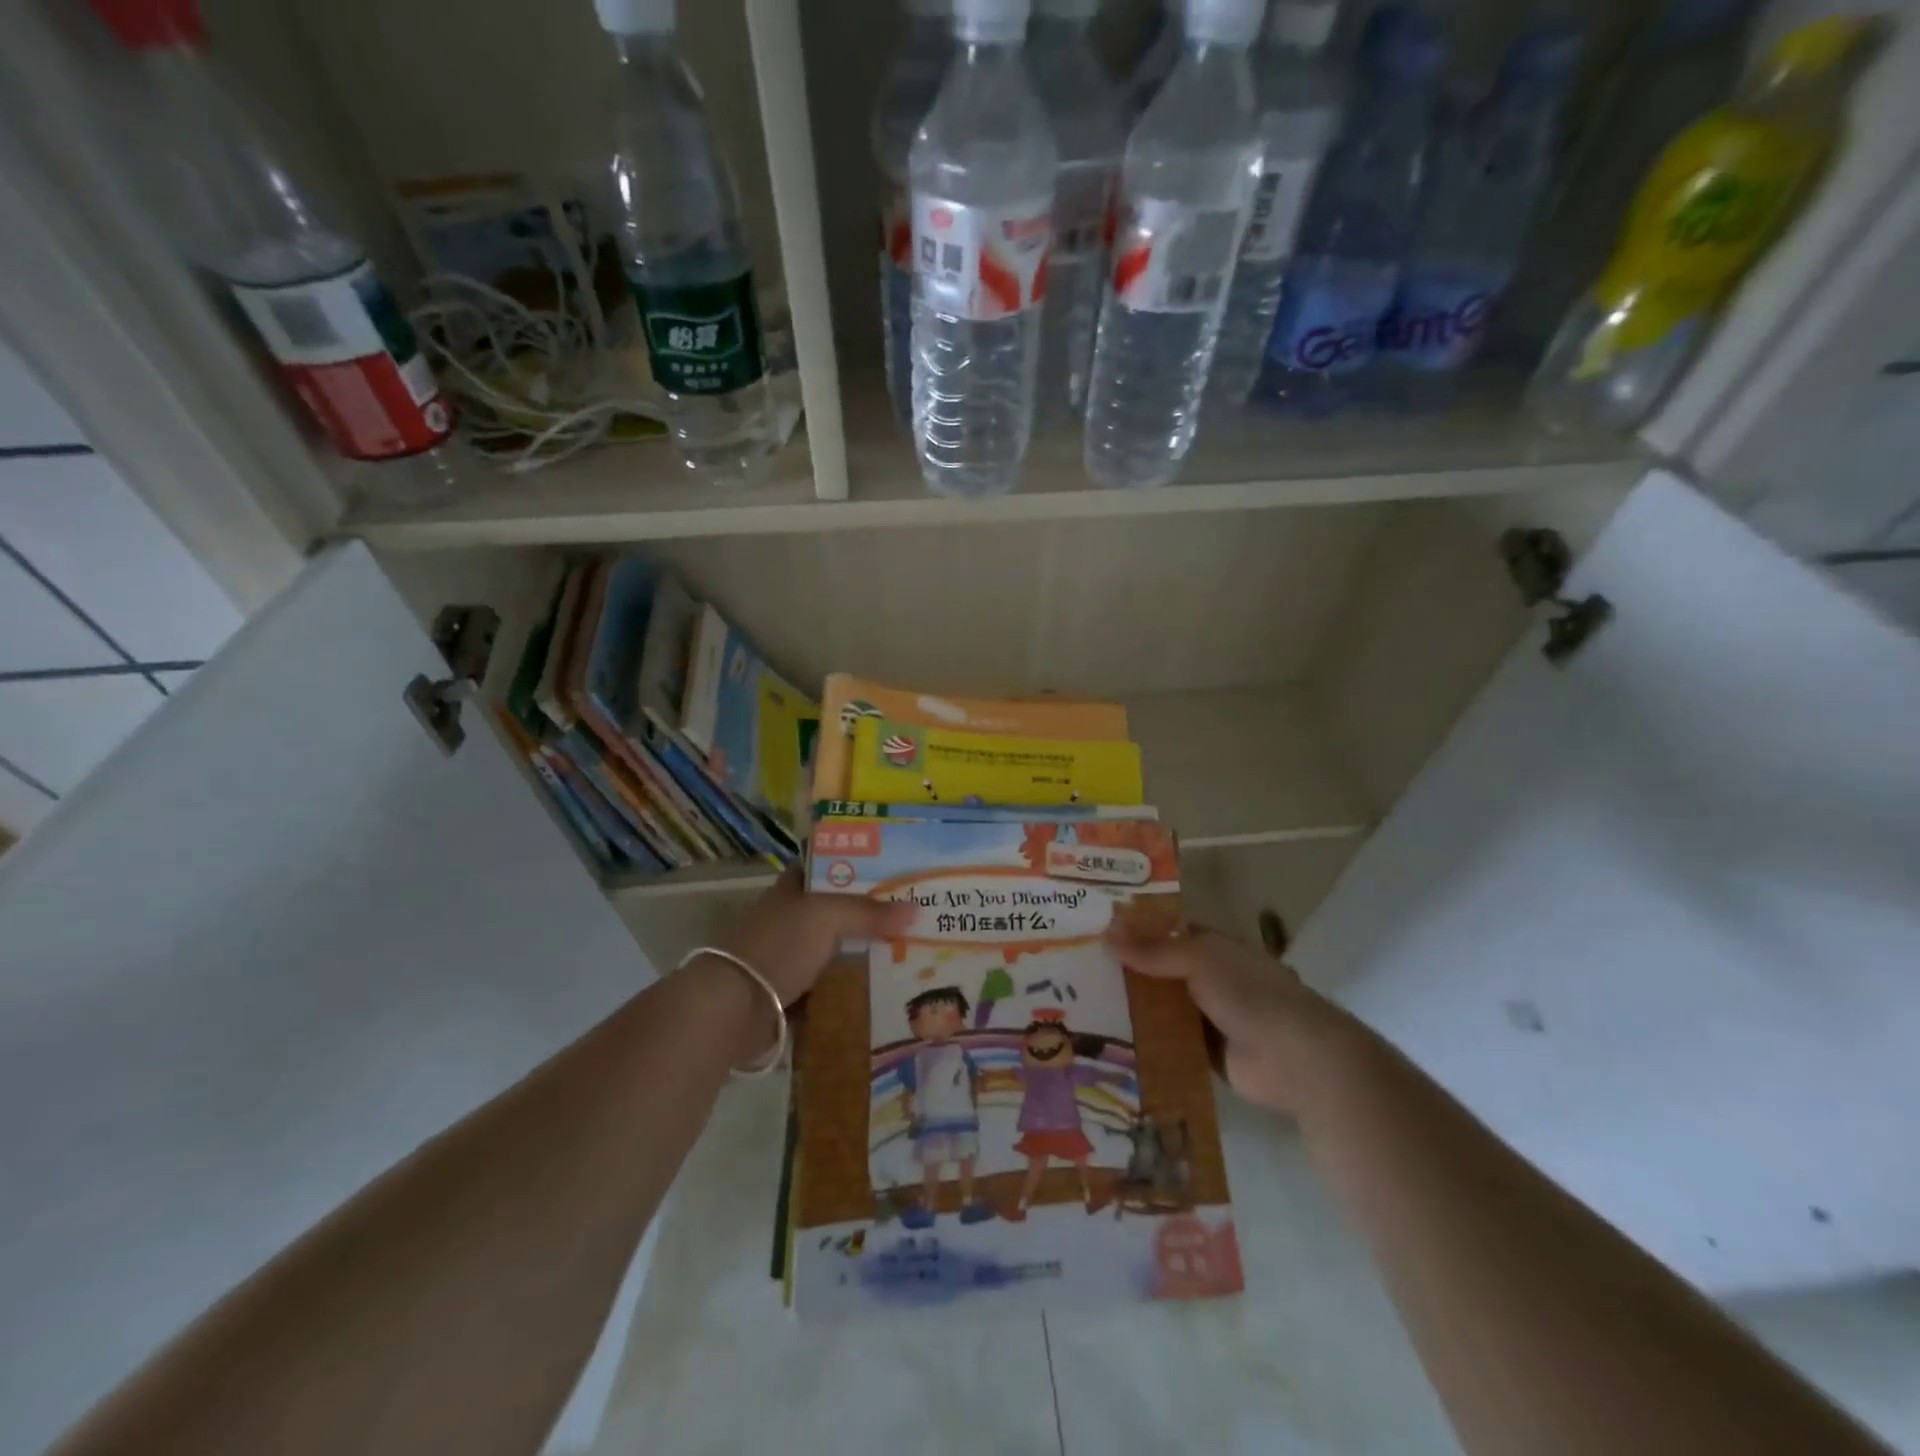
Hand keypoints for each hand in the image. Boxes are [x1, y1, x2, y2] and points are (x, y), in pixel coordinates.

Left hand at [716, 867, 914, 1007]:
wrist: (735, 1008)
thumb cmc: (779, 946)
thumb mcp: (827, 916)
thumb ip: (869, 911)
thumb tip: (916, 909)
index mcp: (792, 889)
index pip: (827, 867)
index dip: (858, 865)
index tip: (894, 871)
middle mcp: (791, 919)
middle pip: (838, 910)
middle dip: (872, 913)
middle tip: (915, 914)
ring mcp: (791, 957)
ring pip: (838, 949)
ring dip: (866, 952)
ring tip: (911, 950)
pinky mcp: (794, 993)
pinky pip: (833, 985)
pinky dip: (854, 987)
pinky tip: (886, 986)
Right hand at [1106, 921, 1341, 1115]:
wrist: (1294, 1058)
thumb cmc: (1249, 993)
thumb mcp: (1198, 959)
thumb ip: (1153, 949)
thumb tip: (1106, 932)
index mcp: (1213, 948)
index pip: (1168, 932)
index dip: (1136, 930)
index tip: (1095, 930)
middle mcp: (1210, 979)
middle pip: (1161, 972)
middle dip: (1128, 971)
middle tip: (1078, 971)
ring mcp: (1209, 1018)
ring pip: (1162, 1008)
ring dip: (1134, 1008)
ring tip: (1084, 1006)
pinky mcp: (1205, 1054)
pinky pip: (1169, 1044)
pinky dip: (1147, 1042)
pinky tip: (1110, 1041)